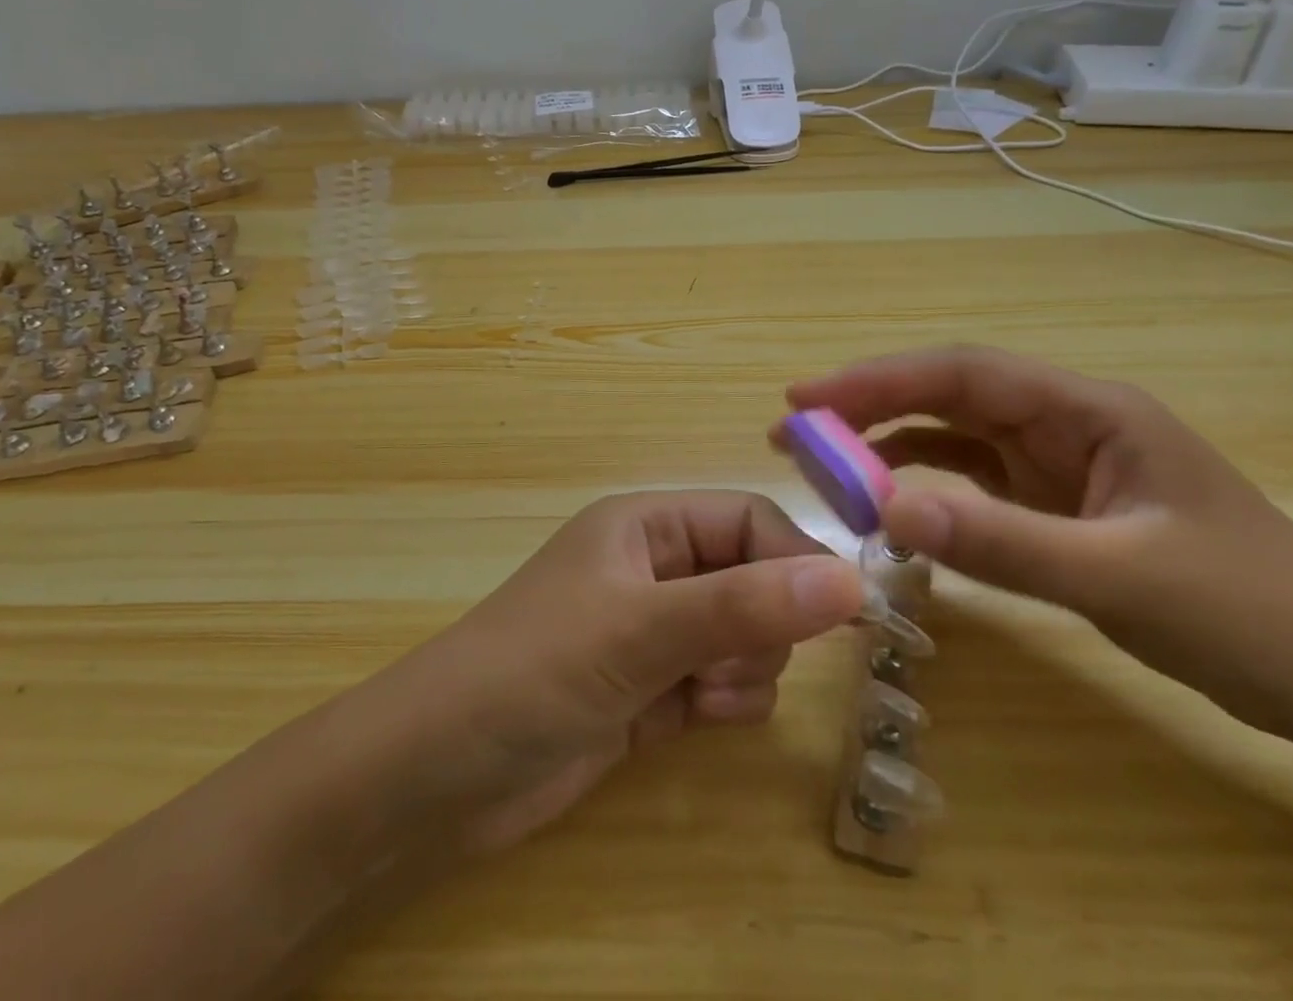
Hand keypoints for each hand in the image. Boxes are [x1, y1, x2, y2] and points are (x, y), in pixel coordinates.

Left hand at [389, 491, 864, 853]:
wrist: (440, 774)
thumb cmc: (536, 670)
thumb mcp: (641, 629)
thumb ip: (745, 605)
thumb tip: (852, 579)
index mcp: (645, 525)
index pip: (748, 519)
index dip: (797, 559)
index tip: (846, 612)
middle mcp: (653, 569)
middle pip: (754, 578)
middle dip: (761, 624)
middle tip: (728, 662)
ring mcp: (652, 631)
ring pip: (744, 635)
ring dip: (742, 669)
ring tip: (699, 697)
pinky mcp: (651, 690)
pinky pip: (722, 681)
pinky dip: (723, 700)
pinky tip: (692, 720)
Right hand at [784, 345, 1292, 745]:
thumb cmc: (1252, 613)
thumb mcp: (1121, 576)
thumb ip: (1001, 542)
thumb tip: (885, 512)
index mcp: (1085, 409)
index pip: (960, 373)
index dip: (877, 380)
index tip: (807, 399)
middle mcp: (1062, 424)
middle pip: (945, 399)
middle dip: (867, 409)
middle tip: (794, 432)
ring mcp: (1057, 467)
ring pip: (951, 440)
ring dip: (886, 448)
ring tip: (822, 468)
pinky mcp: (1055, 509)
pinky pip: (970, 486)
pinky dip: (923, 492)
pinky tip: (887, 509)